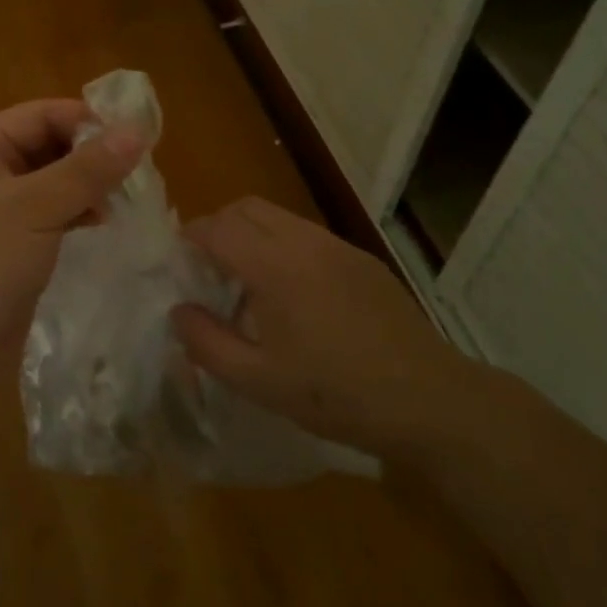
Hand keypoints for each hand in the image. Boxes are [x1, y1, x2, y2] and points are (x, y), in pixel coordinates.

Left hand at [0, 99, 143, 414]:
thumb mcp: (35, 209)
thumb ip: (88, 169)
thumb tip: (138, 130)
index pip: (43, 114)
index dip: (88, 120)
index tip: (137, 138)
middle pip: (51, 144)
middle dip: (92, 155)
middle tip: (138, 172)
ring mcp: (0, 210)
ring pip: (56, 181)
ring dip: (90, 185)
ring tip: (126, 199)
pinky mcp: (14, 244)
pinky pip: (53, 213)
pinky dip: (79, 212)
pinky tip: (103, 223)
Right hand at [171, 198, 466, 455]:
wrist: (427, 398)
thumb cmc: (336, 394)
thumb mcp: (259, 381)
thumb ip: (208, 343)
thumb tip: (179, 311)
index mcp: (276, 267)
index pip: (218, 227)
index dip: (190, 238)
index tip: (178, 263)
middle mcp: (306, 242)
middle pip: (247, 207)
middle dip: (218, 227)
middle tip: (208, 270)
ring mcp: (338, 247)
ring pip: (279, 217)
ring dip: (252, 235)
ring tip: (248, 285)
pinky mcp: (361, 260)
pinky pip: (308, 236)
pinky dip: (283, 247)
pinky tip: (293, 296)